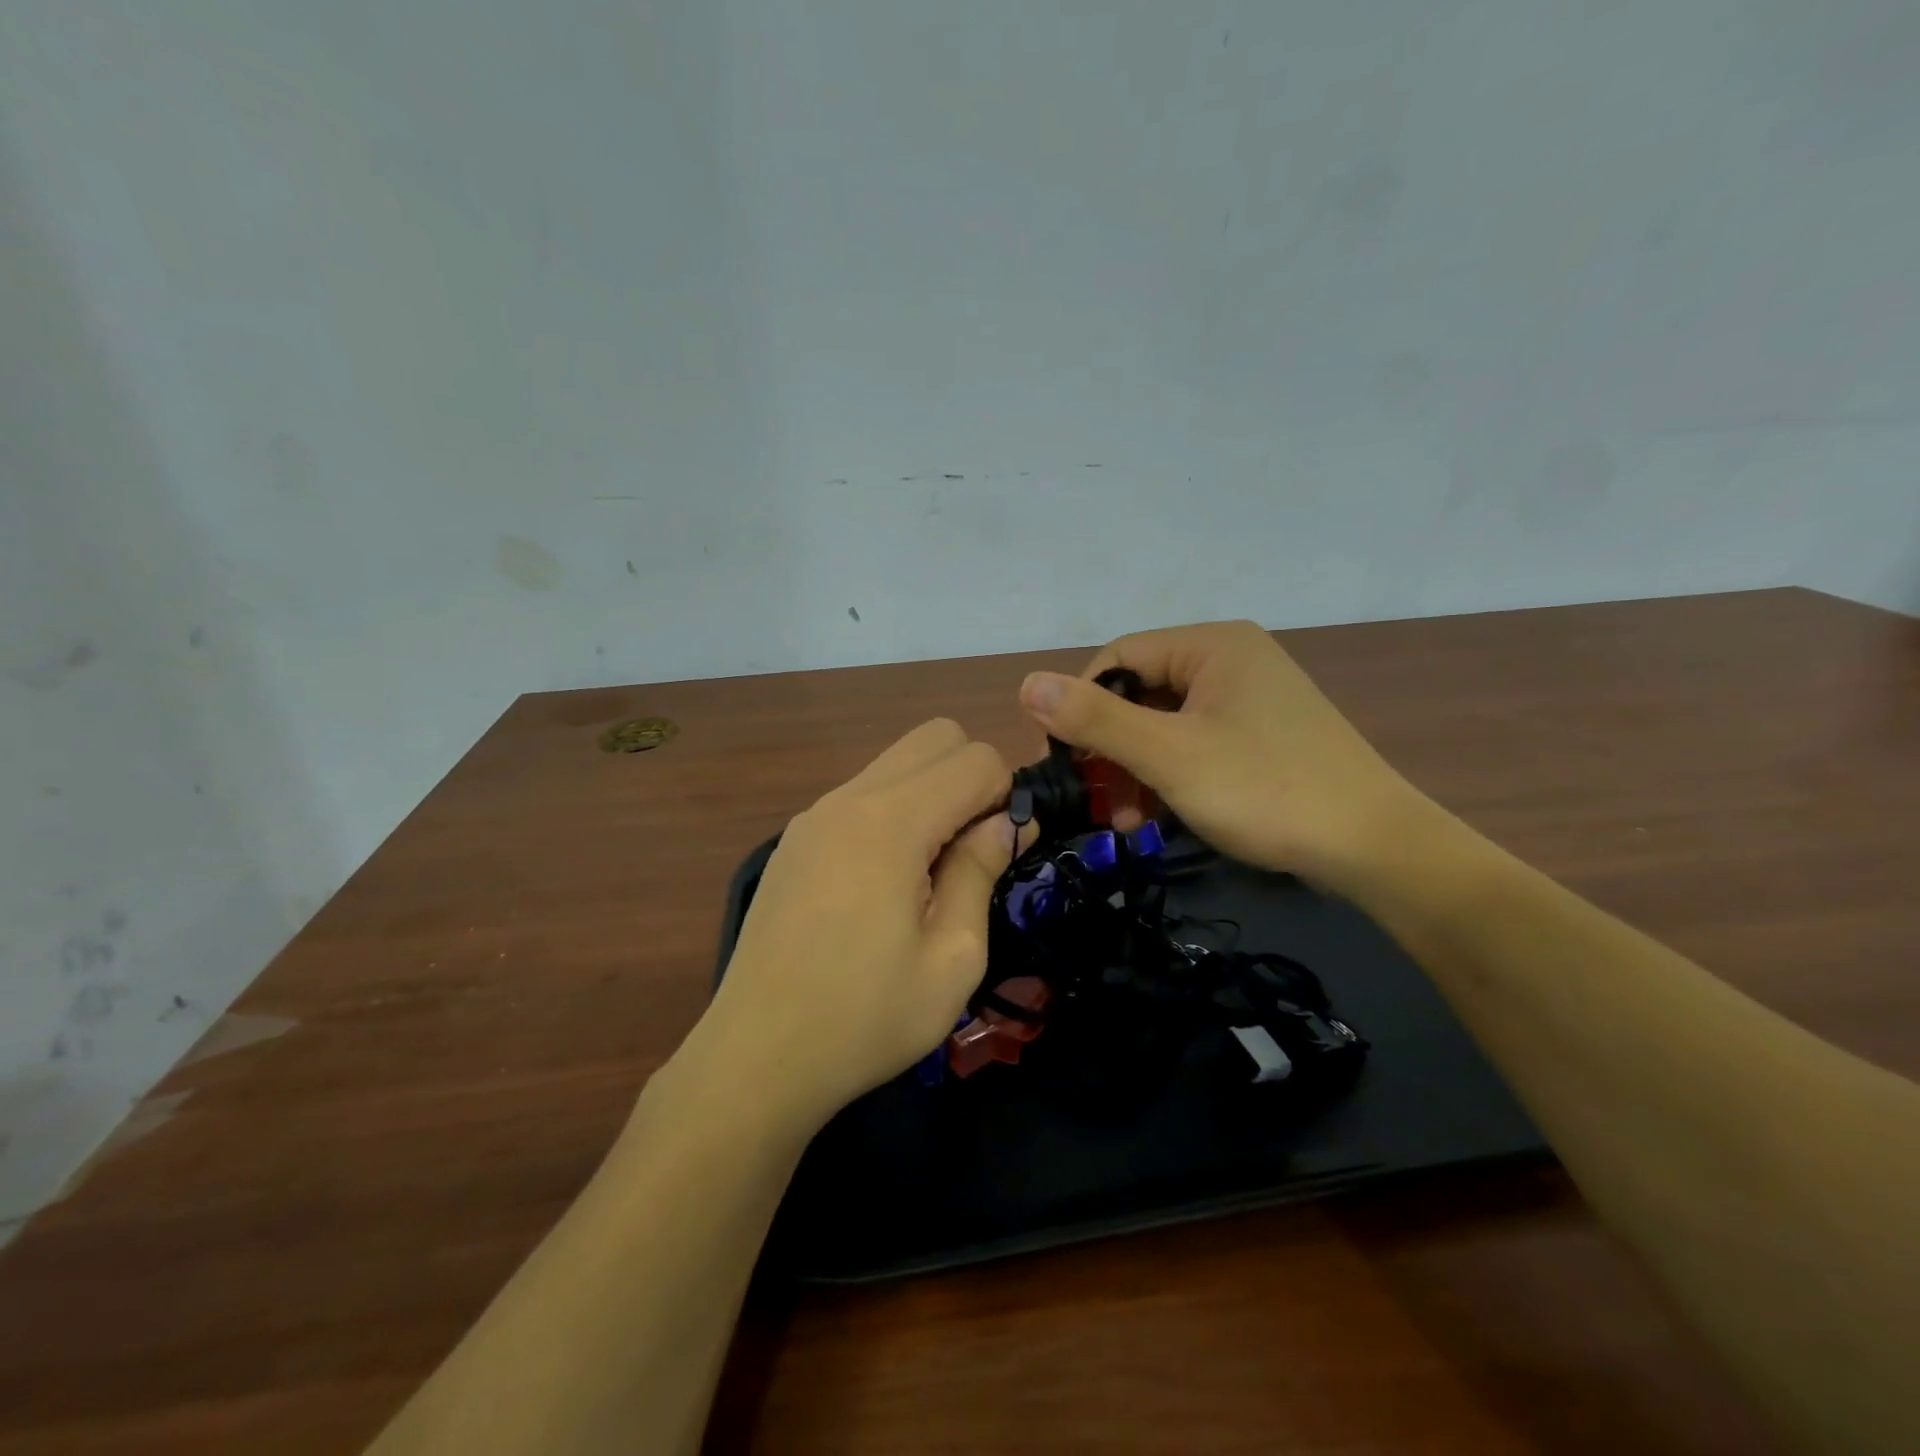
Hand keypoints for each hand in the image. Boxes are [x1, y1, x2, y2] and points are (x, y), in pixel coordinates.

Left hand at [697, 720, 1013, 1129]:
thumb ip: (980, 871)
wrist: (756, 1058)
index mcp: (890, 822)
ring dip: (931, 794)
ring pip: (896, 762)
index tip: (1003, 851)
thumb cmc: (865, 1018)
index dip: (1006, 795)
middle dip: (970, 777)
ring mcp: (814, 814)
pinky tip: (883, 884)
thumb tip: (1005, 823)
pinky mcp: (795, 839)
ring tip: (928, 872)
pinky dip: (893, 813)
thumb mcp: (952, 958)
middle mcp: (848, 798)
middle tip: (971, 849)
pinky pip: (862, 794)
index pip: (975, 758)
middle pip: (935, 736)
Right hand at [1018, 620, 1425, 894]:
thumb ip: (1095, 719)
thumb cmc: (1265, 789)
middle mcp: (1230, 661)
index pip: (1116, 659)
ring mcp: (1248, 700)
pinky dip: (1165, 778)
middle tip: (1088, 800)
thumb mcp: (1169, 755)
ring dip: (1132, 771)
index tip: (1057, 761)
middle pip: (1139, 694)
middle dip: (1108, 750)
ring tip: (1121, 821)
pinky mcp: (1259, 736)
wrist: (1375, 849)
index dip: (1077, 706)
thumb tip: (1026, 683)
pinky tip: (1152, 818)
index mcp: (1211, 646)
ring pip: (1163, 725)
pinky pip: (1192, 745)